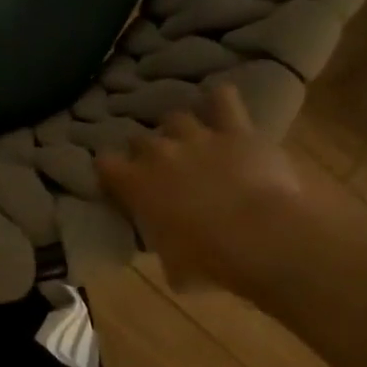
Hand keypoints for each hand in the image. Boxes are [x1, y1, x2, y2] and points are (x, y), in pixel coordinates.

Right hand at [96, 82, 366, 293]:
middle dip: (146, 149)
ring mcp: (197, 137)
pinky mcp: (235, 130)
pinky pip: (224, 100)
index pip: (105, 164)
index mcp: (136, 184)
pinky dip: (221, 99)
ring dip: (180, 127)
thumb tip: (170, 254)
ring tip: (189, 138)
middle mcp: (159, 152)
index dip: (110, 170)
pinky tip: (221, 100)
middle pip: (140, 138)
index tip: (117, 179)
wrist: (261, 237)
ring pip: (176, 117)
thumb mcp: (175, 266)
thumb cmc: (210, 260)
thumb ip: (165, 249)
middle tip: (159, 164)